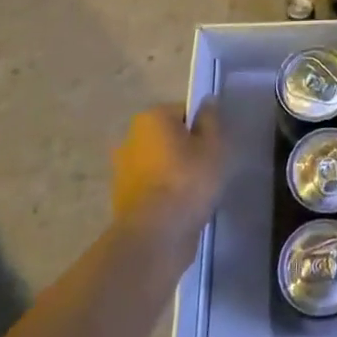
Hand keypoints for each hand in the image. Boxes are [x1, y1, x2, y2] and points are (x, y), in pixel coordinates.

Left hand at [112, 99, 224, 241]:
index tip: (215, 146)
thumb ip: (211, 120)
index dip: (202, 127)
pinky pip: (151, 187)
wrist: (155, 235)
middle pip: (168, 137)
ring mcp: (122, 170)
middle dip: (185, 148)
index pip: (184, 112)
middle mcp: (130, 138)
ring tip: (196, 191)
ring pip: (158, 163)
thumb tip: (207, 101)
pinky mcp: (122, 199)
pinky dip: (163, 192)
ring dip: (173, 172)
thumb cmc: (187, 180)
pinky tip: (181, 207)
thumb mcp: (213, 146)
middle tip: (208, 166)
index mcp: (151, 118)